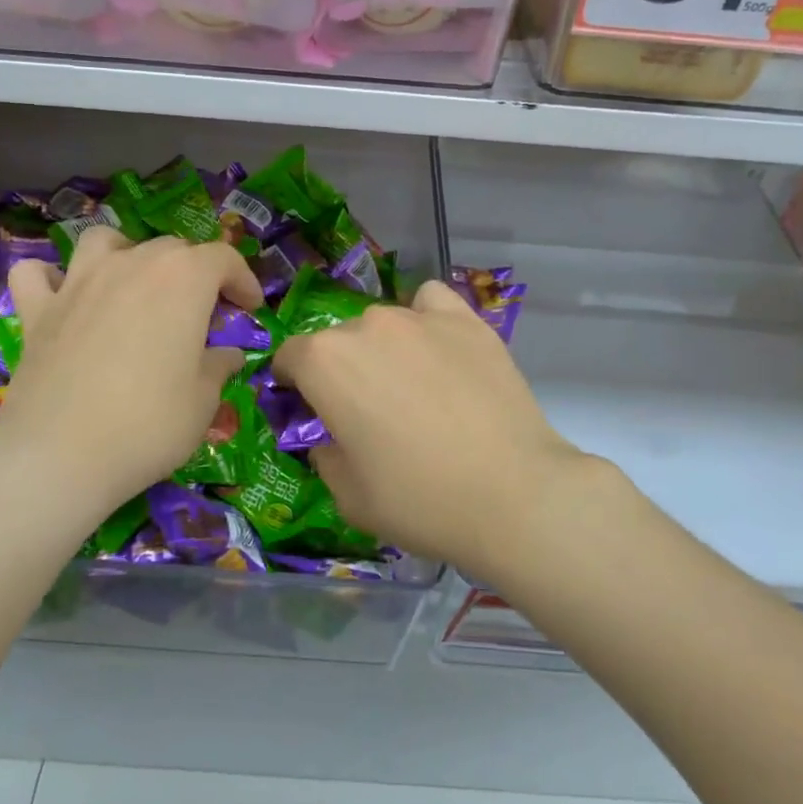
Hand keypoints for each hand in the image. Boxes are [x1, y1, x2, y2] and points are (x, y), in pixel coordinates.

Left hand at [0, 228, 262, 534]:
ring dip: (126, 254)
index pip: (223, 258)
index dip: (243, 280)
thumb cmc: (149, 424)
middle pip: (171, 249)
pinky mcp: (37, 309)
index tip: (250, 307)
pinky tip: (63, 297)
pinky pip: (37, 274)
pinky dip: (51, 278)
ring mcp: (79, 282)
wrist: (61, 455)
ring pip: (104, 241)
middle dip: (194, 273)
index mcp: (183, 279)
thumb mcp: (203, 400)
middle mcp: (132, 265)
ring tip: (134, 286)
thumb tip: (228, 355)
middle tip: (201, 315)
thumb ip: (218, 366)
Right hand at [273, 280, 589, 578]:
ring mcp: (419, 318)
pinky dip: (425, 319)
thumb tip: (330, 438)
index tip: (311, 412)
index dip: (294, 385)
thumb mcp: (348, 495)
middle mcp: (366, 325)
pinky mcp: (466, 320)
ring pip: (383, 324)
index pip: (289, 357)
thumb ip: (324, 455)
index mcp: (324, 362)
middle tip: (369, 413)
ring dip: (383, 349)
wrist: (513, 495)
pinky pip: (431, 303)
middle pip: (338, 341)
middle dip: (342, 371)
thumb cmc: (419, 500)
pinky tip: (438, 348)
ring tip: (412, 387)